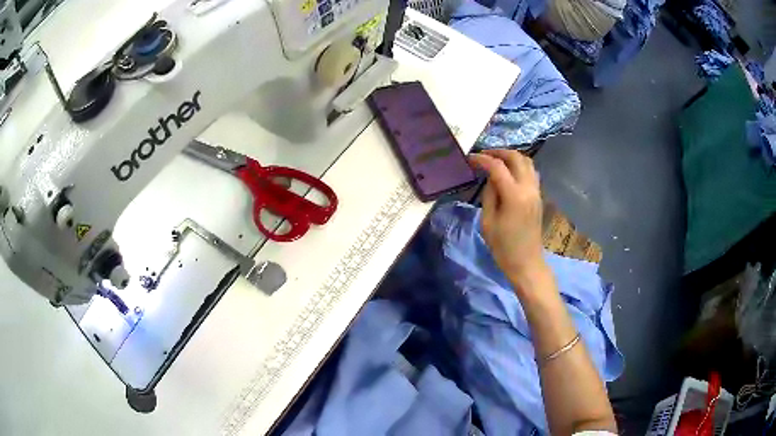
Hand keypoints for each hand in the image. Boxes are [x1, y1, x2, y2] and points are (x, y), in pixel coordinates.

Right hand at [469, 150, 546, 285]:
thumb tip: (491, 178)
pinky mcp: (538, 197)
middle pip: (517, 158)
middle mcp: (528, 189)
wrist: (526, 263)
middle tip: (484, 155)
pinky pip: (531, 173)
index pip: (498, 167)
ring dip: (511, 157)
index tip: (470, 158)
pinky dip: (519, 166)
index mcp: (514, 196)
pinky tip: (508, 173)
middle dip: (499, 152)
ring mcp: (536, 192)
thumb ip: (489, 195)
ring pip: (527, 162)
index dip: (483, 159)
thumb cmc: (503, 247)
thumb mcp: (488, 222)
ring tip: (496, 161)